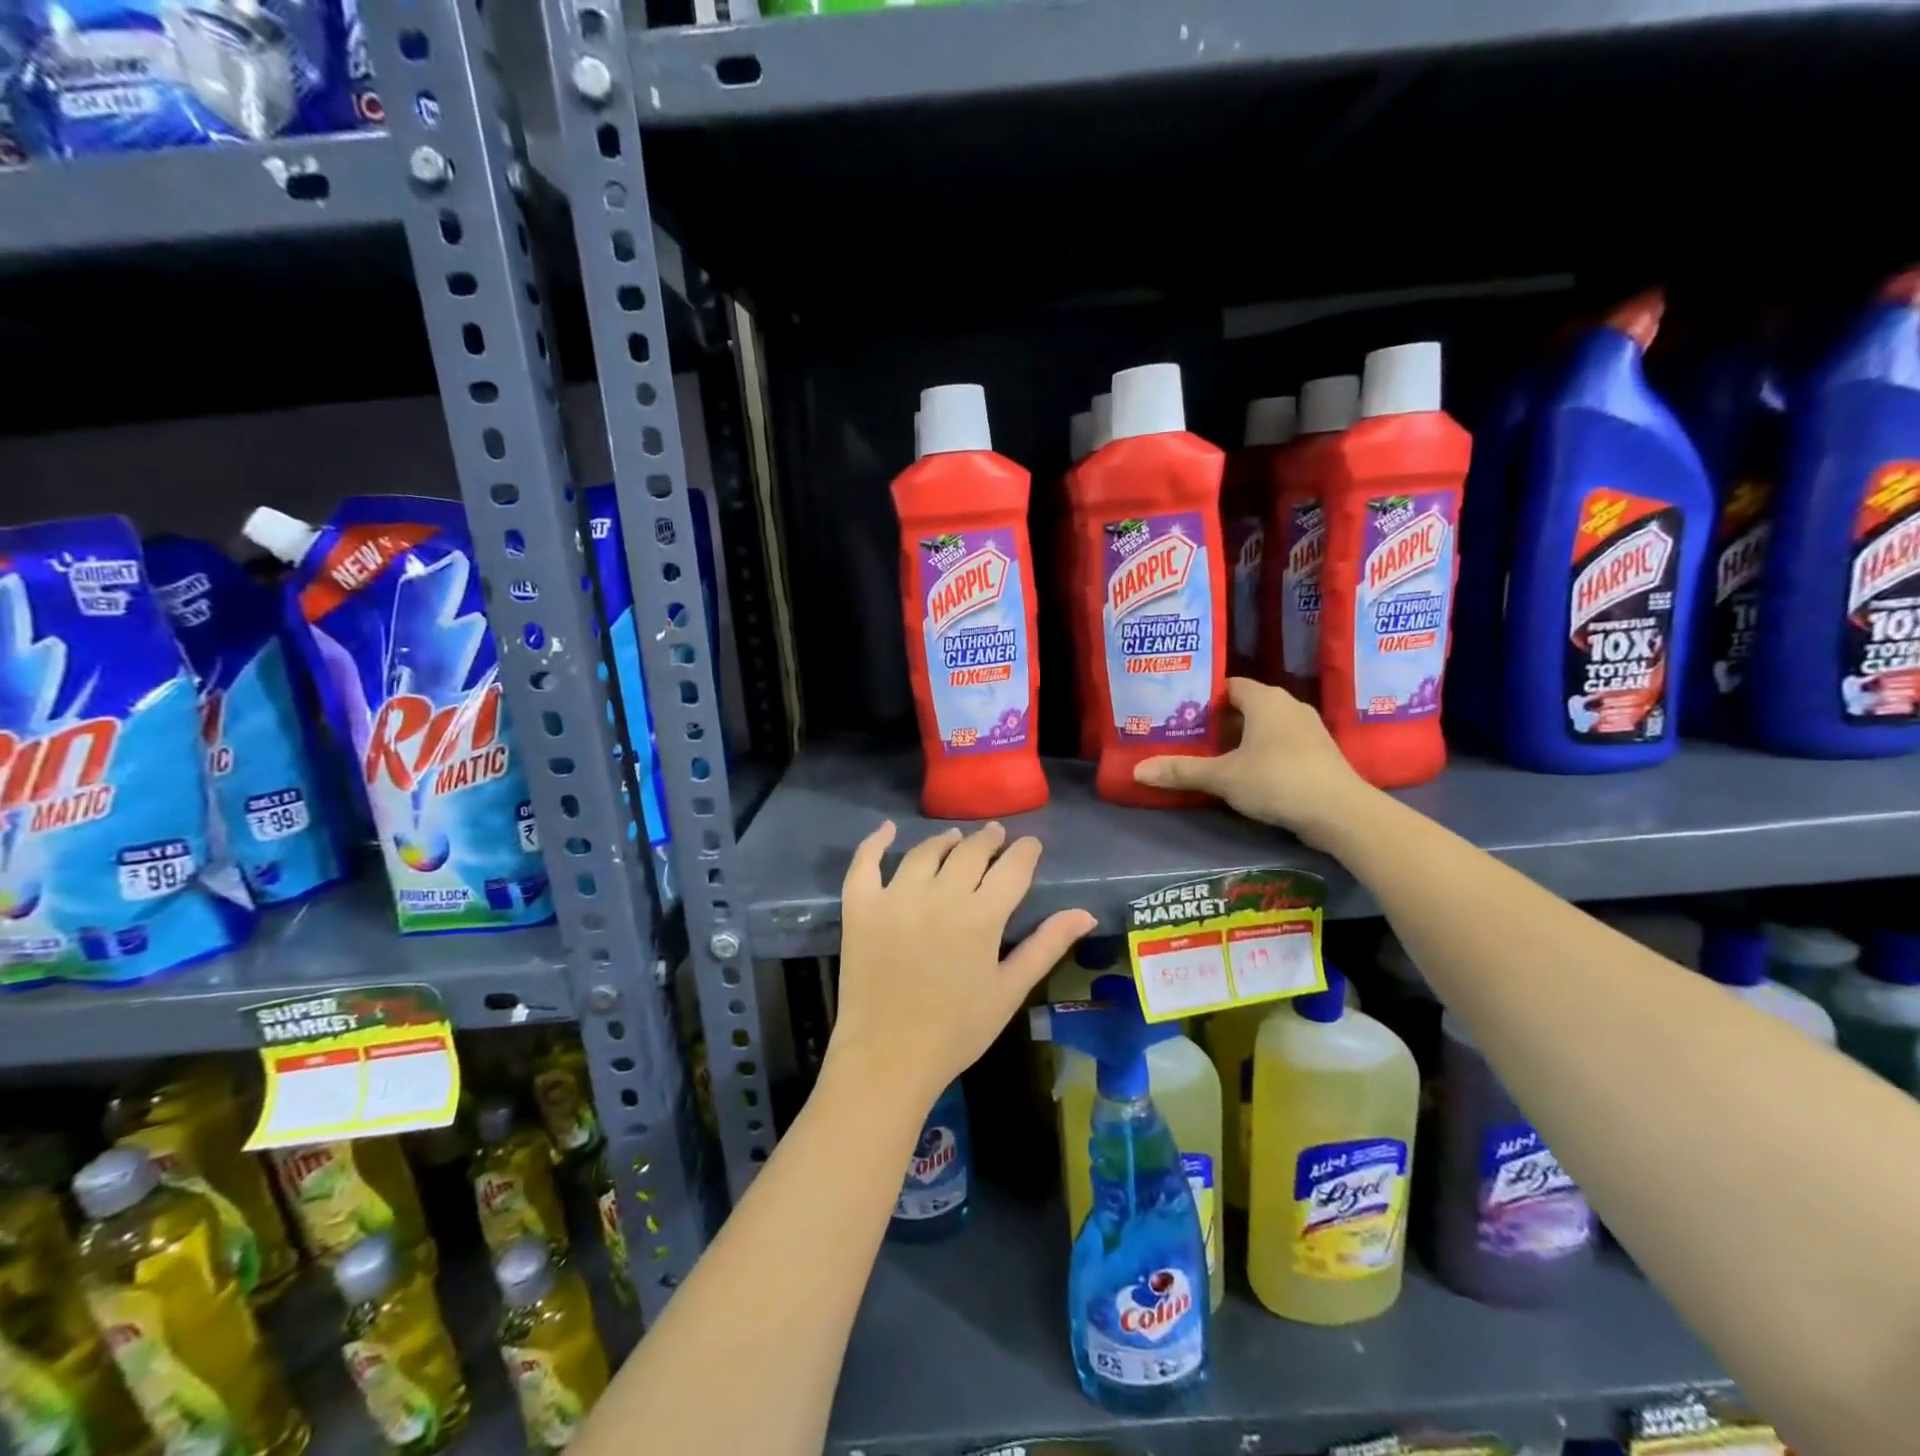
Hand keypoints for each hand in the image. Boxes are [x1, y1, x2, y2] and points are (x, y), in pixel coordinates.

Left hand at [827, 822, 1096, 1111]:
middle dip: (988, 840)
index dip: (1025, 851)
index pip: (1012, 868)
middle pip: (969, 852)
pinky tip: (887, 829)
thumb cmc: (957, 1031)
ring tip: (954, 838)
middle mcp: (940, 895)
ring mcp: (895, 897)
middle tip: (995, 835)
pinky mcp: (861, 906)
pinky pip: (865, 863)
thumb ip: (1046, 946)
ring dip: (945, 840)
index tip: (1030, 844)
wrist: (888, 1057)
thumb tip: (1085, 913)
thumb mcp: (1009, 990)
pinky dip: (875, 842)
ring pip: (924, 852)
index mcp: (981, 917)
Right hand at [1133, 678, 1373, 849]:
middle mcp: (1288, 705)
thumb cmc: (1277, 780)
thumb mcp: (1223, 777)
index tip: (1180, 712)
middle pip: (1245, 706)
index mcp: (1264, 699)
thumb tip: (1137, 771)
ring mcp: (1308, 729)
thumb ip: (1181, 771)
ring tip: (1210, 755)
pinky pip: (1281, 743)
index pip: (1228, 686)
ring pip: (1264, 726)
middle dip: (1218, 721)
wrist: (1340, 812)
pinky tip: (1245, 773)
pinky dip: (1261, 752)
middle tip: (1187, 735)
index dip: (1203, 698)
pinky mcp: (1319, 753)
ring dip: (1240, 739)